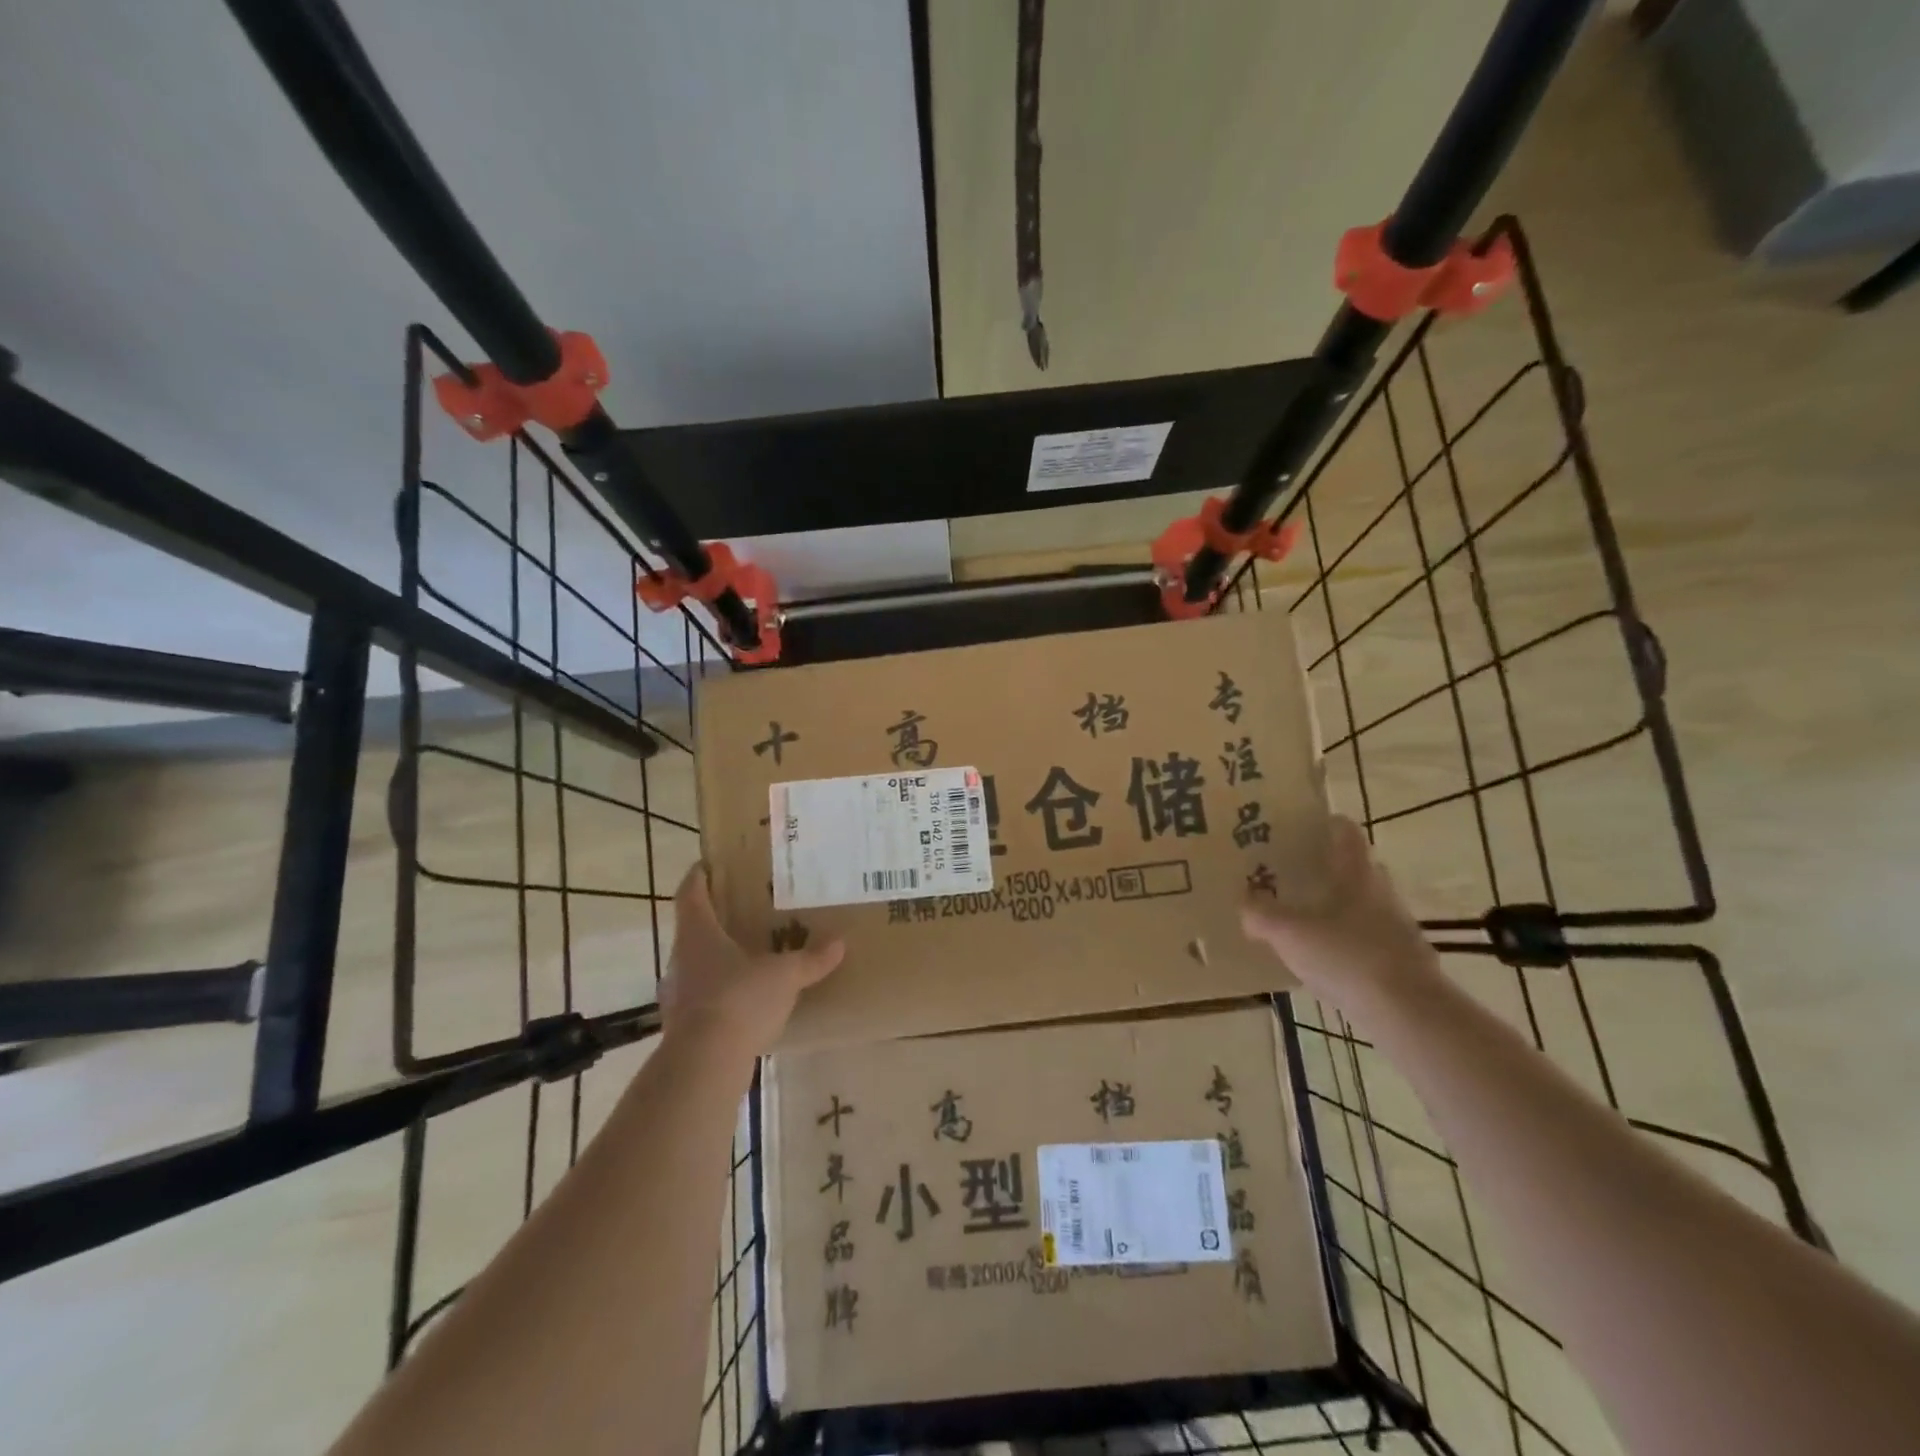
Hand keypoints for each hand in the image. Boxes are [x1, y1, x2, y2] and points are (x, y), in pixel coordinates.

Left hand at [661, 863, 844, 1057]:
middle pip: (695, 929)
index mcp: (699, 934)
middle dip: (717, 919)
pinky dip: (723, 994)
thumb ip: (811, 959)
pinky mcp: (685, 1026)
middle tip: (744, 911)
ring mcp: (679, 995)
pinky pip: (705, 999)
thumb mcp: (784, 975)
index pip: (690, 894)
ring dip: (720, 959)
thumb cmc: (739, 1000)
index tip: (708, 864)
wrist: (705, 1064)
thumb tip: (839, 943)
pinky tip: (747, 1001)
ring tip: (750, 957)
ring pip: (699, 965)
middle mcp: (682, 959)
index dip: (698, 877)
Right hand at [1241, 815, 1439, 1013]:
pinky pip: (1369, 940)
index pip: (1346, 832)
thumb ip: (1261, 914)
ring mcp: (1398, 928)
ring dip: (1336, 908)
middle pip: (1355, 868)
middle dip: (1325, 868)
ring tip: (1302, 920)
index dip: (1324, 824)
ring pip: (1362, 905)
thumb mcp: (1289, 933)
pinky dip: (1347, 943)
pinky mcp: (1404, 961)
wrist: (1408, 1013)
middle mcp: (1382, 892)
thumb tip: (1245, 903)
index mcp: (1357, 873)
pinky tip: (1325, 962)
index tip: (1299, 828)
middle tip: (1290, 874)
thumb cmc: (1347, 956)